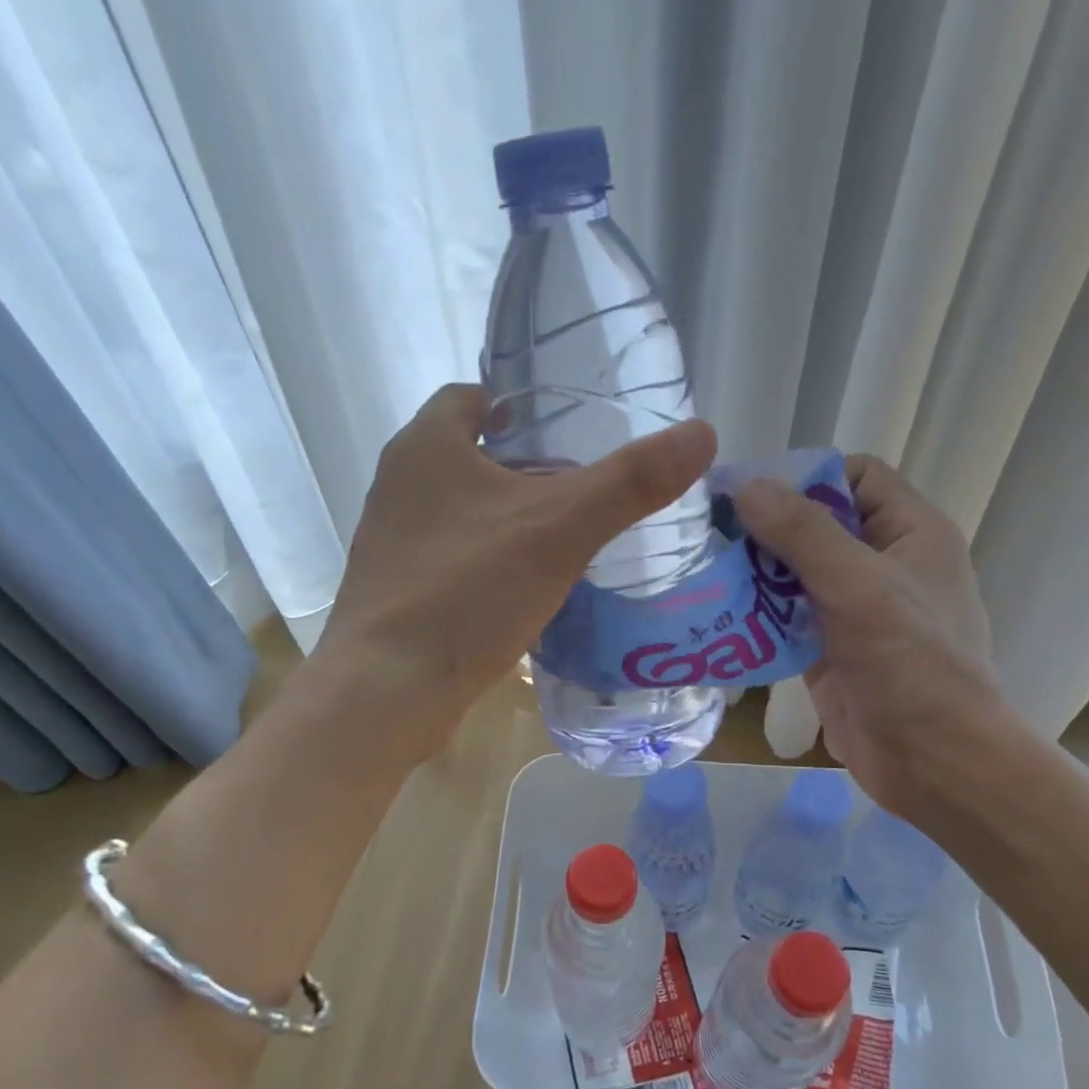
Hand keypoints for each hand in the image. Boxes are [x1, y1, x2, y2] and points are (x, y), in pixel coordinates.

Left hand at [319, 384, 716, 754]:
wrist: (386, 691)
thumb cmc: (467, 592)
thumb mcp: (560, 529)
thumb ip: (630, 482)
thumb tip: (702, 433)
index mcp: (426, 448)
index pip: (472, 397)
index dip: (519, 404)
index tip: (568, 428)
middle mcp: (399, 486)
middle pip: (470, 456)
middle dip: (523, 466)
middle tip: (583, 488)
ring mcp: (391, 543)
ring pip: (461, 513)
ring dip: (506, 519)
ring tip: (565, 540)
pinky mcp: (396, 593)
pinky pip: (452, 560)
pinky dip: (488, 564)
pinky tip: (526, 592)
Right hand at [734, 455, 1007, 818]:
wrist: (933, 762)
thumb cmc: (911, 663)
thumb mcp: (858, 585)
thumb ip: (802, 532)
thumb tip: (745, 484)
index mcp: (910, 533)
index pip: (856, 477)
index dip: (806, 478)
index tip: (750, 493)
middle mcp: (882, 565)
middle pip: (817, 525)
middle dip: (766, 529)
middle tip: (708, 533)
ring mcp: (854, 611)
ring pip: (795, 574)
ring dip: (753, 574)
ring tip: (702, 571)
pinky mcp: (828, 651)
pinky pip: (785, 619)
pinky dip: (754, 616)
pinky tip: (715, 616)